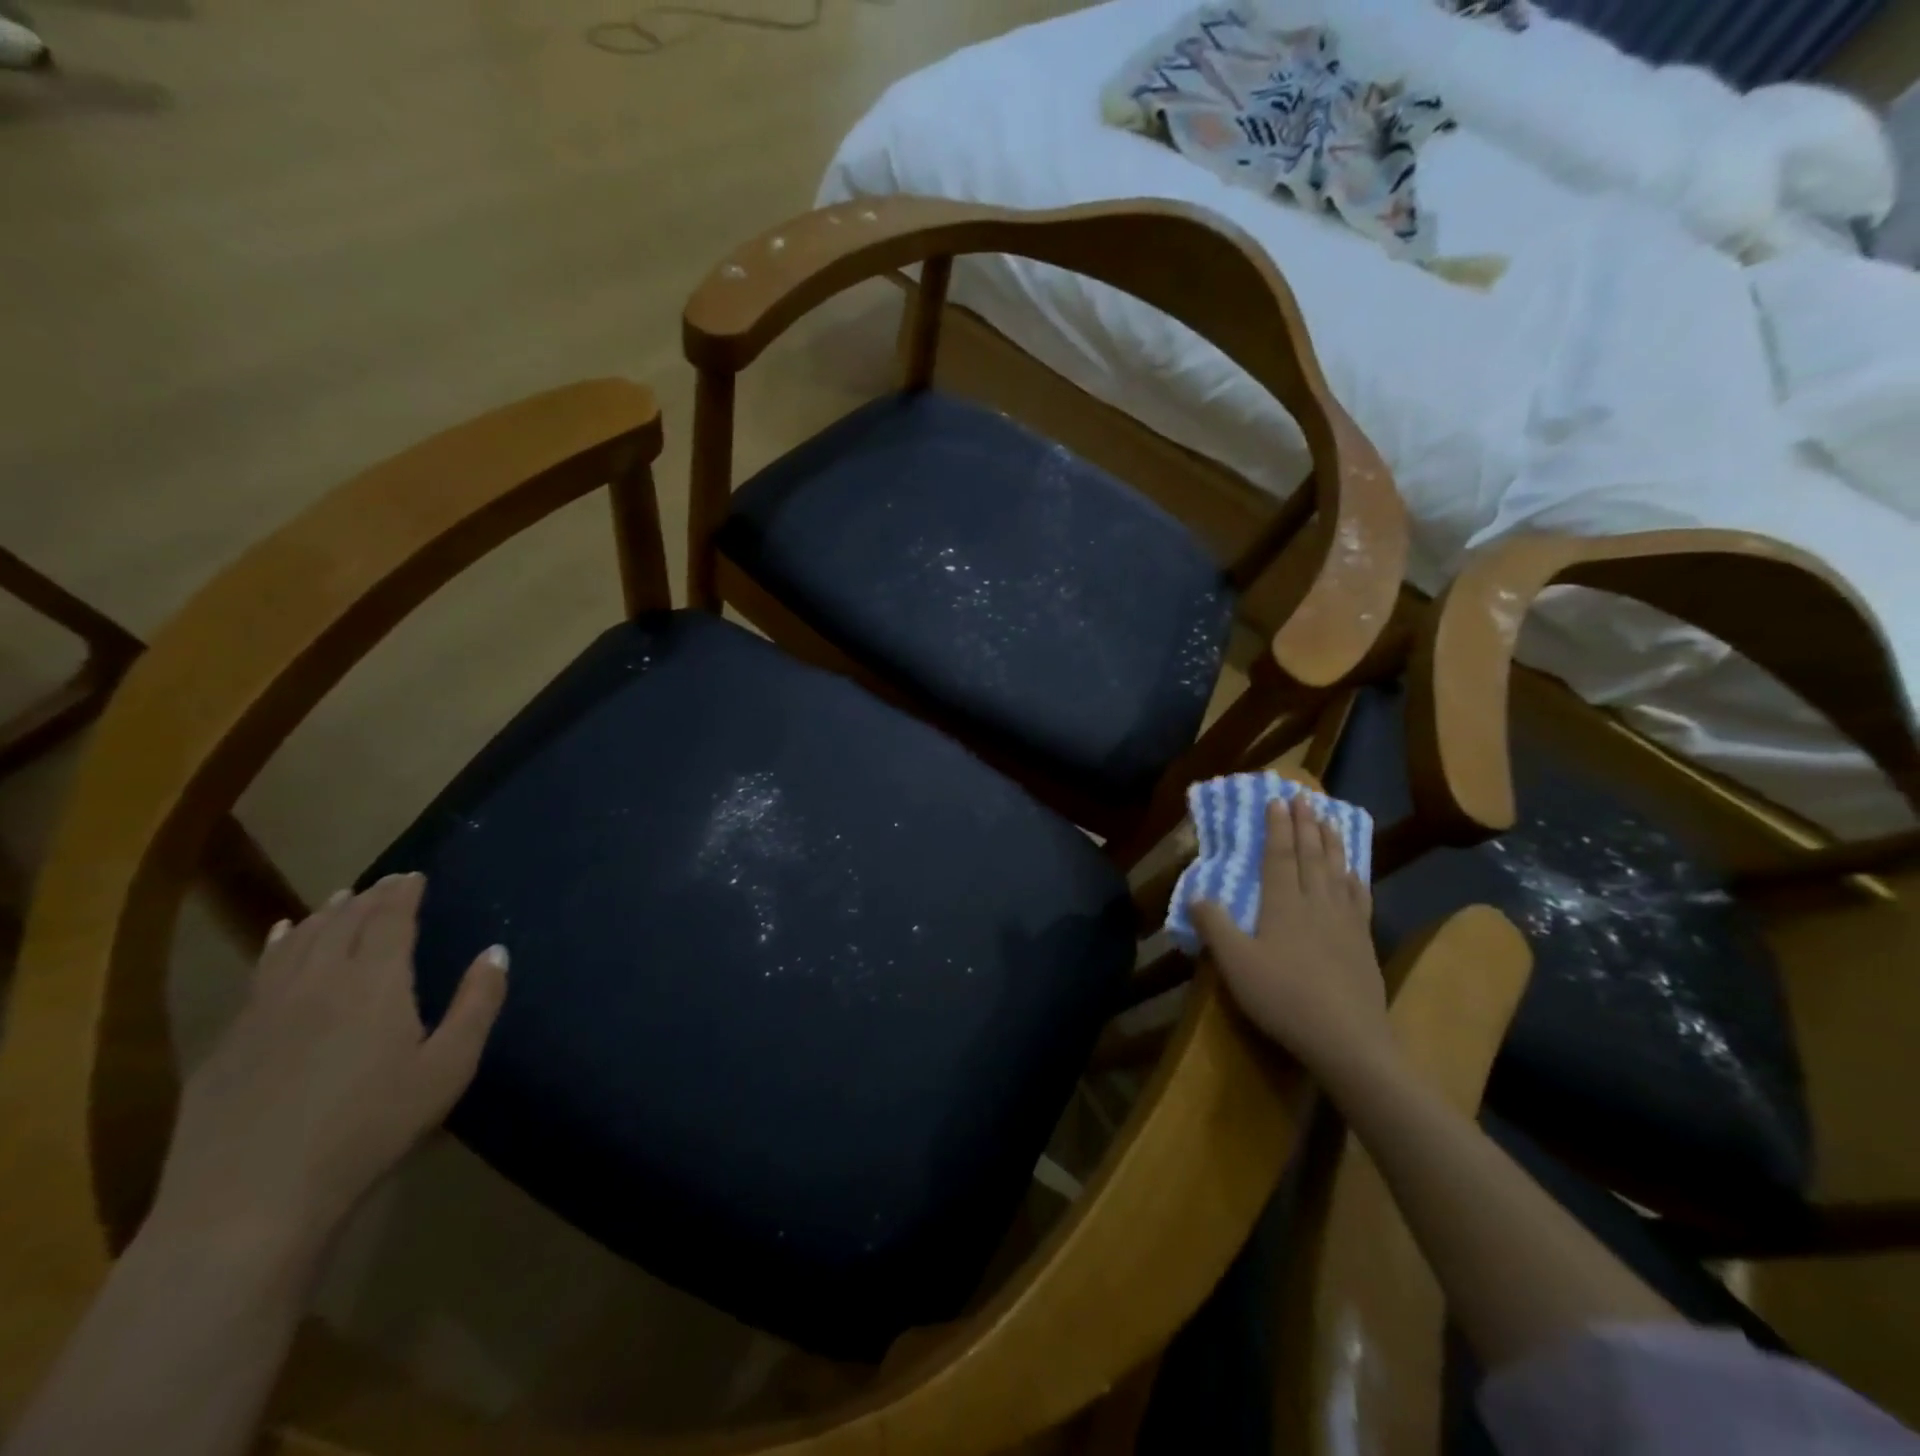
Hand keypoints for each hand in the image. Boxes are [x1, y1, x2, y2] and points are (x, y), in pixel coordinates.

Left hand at [154, 874, 507, 1262]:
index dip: (403, 894)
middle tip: (384, 882)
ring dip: (323, 916)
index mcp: (375, 983)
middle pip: (344, 924)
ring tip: (338, 899)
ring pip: (298, 944)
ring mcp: (265, 1010)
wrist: (250, 1199)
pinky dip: (278, 945)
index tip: (413, 875)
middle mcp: (318, 982)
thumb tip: (495, 951)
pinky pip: (260, 973)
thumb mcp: (447, 1068)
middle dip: (368, 898)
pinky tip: (280, 940)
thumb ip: (476, 1004)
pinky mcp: (229, 1042)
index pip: (390, 920)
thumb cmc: (370, 1129)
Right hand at [1192, 796, 1392, 1080]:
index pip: (1279, 856)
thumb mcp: (1235, 963)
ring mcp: (1345, 922)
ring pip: (1337, 870)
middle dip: (1305, 824)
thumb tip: (1196, 894)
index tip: (1277, 800)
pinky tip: (1353, 871)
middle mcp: (1316, 903)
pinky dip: (1354, 876)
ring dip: (1331, 841)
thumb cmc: (1283, 998)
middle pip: (1311, 855)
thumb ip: (1214, 926)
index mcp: (1283, 904)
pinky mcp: (1363, 942)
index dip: (1277, 827)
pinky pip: (1358, 897)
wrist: (1347, 1039)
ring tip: (1328, 819)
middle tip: (1304, 797)